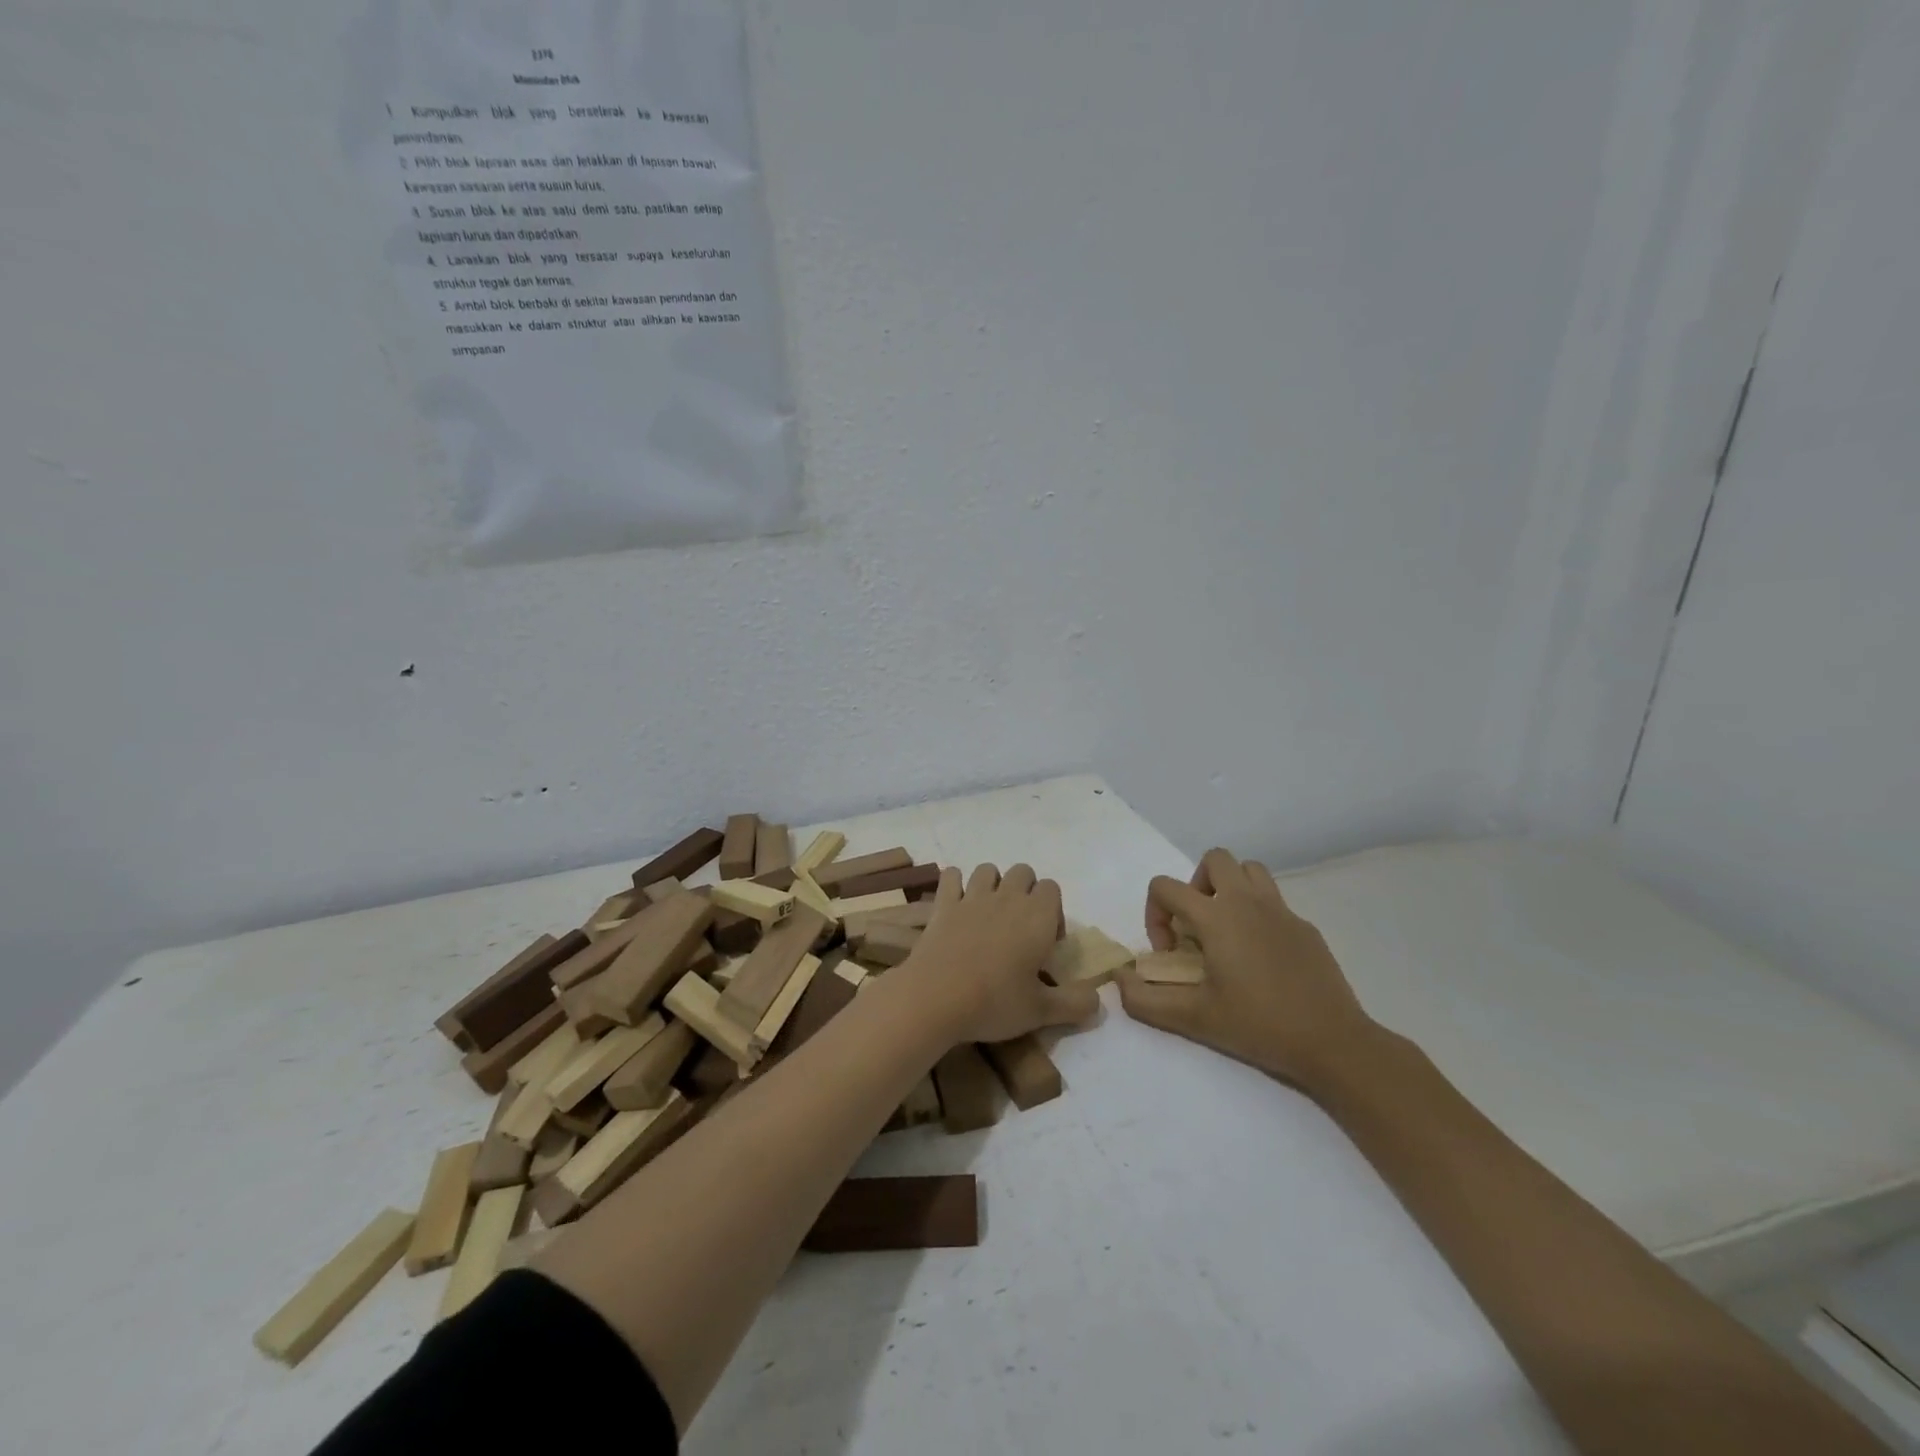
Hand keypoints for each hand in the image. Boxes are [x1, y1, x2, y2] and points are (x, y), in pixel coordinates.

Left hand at [901, 864, 1098, 1044]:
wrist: (935, 998)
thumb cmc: (994, 1002)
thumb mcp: (1041, 1012)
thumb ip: (1074, 1004)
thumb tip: (1098, 1001)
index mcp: (1037, 916)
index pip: (1052, 889)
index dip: (1053, 911)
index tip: (1046, 944)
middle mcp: (1007, 897)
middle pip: (1023, 872)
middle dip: (1025, 891)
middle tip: (1020, 928)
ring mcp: (972, 897)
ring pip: (988, 869)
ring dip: (992, 884)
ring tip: (989, 915)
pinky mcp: (943, 904)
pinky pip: (952, 876)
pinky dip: (955, 884)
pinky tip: (956, 905)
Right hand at [1118, 848, 1381, 1093]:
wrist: (1332, 1043)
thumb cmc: (1258, 1026)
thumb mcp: (1193, 1019)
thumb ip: (1145, 1001)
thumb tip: (1119, 980)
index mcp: (1217, 917)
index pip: (1166, 886)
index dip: (1155, 915)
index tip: (1171, 953)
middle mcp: (1248, 902)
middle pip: (1215, 859)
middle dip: (1195, 885)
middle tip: (1197, 926)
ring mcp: (1282, 911)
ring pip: (1250, 870)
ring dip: (1229, 889)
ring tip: (1226, 929)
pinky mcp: (1305, 927)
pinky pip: (1274, 902)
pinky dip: (1258, 915)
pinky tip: (1262, 958)